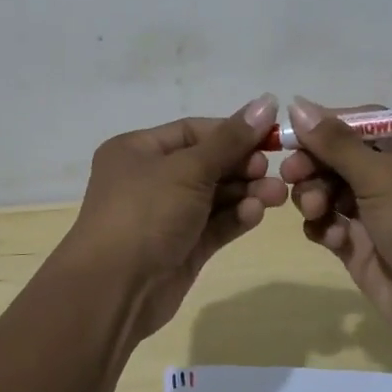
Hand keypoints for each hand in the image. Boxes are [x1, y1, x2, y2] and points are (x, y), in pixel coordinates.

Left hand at [64, 94, 286, 340]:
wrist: (113, 290)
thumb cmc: (145, 213)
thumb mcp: (188, 169)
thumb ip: (231, 140)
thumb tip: (267, 101)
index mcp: (139, 150)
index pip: (193, 131)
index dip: (232, 132)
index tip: (270, 136)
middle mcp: (151, 179)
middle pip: (207, 163)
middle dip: (242, 165)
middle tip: (271, 170)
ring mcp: (167, 215)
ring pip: (215, 196)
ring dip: (246, 192)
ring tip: (277, 194)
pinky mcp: (182, 247)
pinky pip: (214, 224)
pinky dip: (236, 217)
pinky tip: (256, 214)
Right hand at [279, 97, 391, 359]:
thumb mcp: (383, 176)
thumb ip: (336, 142)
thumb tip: (296, 103)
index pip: (360, 123)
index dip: (325, 126)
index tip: (292, 134)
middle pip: (338, 157)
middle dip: (314, 165)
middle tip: (291, 175)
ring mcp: (378, 212)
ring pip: (328, 190)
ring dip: (315, 197)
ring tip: (316, 211)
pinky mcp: (363, 245)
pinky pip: (330, 224)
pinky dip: (325, 227)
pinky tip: (332, 239)